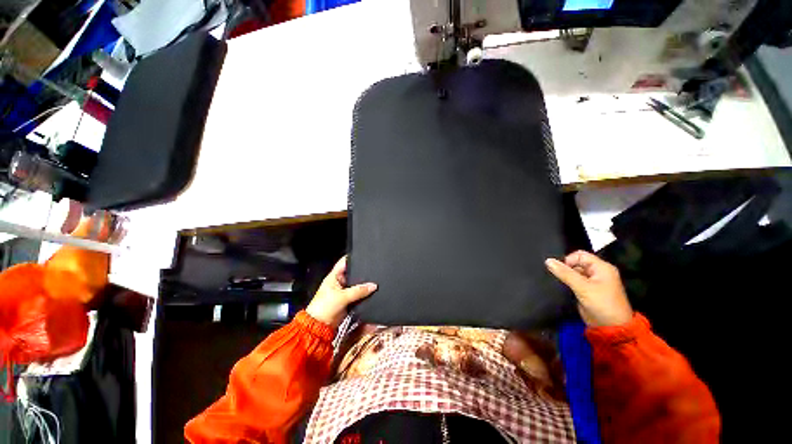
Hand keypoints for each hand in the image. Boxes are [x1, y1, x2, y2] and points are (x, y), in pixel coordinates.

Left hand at [306, 256, 377, 328]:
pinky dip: (363, 293)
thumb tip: (373, 286)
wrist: (320, 327)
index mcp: (334, 277)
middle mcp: (339, 282)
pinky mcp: (348, 301)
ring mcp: (343, 291)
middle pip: (352, 273)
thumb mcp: (342, 297)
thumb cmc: (325, 307)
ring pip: (356, 284)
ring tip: (375, 279)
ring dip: (363, 284)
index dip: (353, 258)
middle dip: (362, 272)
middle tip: (374, 268)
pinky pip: (358, 294)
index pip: (344, 262)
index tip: (364, 255)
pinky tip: (372, 291)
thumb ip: (359, 291)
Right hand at [545, 250, 632, 326]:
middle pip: (576, 263)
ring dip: (566, 276)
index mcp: (602, 267)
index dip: (568, 260)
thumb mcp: (582, 287)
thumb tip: (548, 260)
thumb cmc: (601, 304)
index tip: (560, 270)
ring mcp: (593, 282)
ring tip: (559, 282)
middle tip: (558, 277)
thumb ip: (565, 273)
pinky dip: (567, 283)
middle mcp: (598, 272)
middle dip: (565, 268)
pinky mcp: (587, 290)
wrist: (611, 328)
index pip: (580, 255)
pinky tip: (561, 287)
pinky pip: (574, 281)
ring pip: (574, 272)